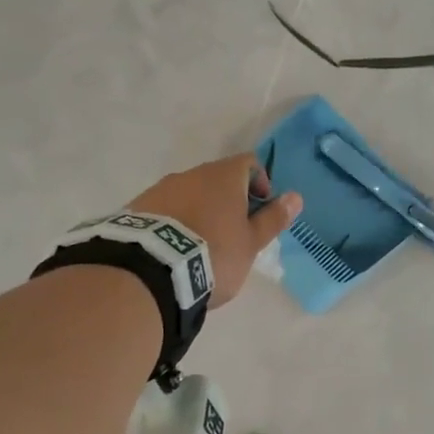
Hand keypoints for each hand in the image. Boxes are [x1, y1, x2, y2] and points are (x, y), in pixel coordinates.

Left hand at [129, 154, 300, 305]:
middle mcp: (192, 173)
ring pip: (190, 194)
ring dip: (200, 211)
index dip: (260, 183)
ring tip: (200, 246)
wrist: (151, 270)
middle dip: (228, 201)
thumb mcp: (251, 243)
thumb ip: (273, 218)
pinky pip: (165, 209)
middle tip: (233, 234)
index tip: (260, 211)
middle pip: (218, 179)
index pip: (249, 163)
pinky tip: (174, 250)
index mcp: (224, 176)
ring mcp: (161, 189)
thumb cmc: (214, 254)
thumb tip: (295, 196)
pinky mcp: (138, 208)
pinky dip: (175, 222)